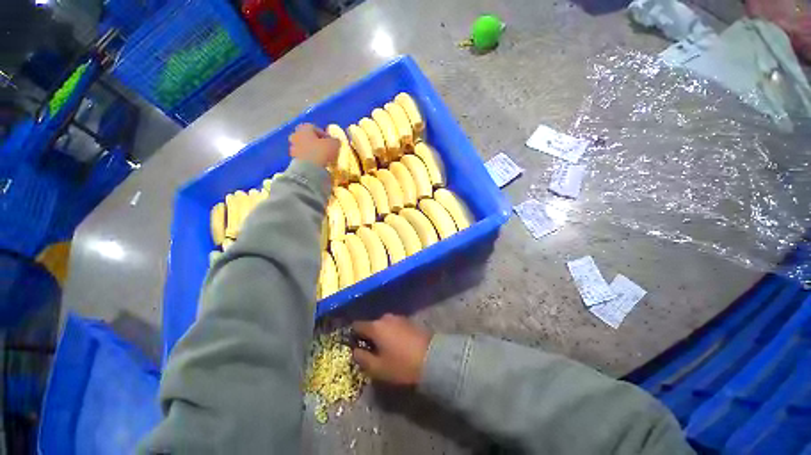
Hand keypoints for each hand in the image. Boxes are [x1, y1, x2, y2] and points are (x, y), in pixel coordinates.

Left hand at [288, 123, 339, 168]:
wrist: (309, 169)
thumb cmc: (321, 151)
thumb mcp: (333, 144)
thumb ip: (335, 140)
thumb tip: (335, 141)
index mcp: (304, 128)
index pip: (314, 127)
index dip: (323, 134)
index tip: (330, 141)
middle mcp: (296, 135)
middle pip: (306, 136)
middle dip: (314, 141)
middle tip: (323, 147)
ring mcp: (293, 147)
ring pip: (303, 146)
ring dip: (311, 150)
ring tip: (320, 157)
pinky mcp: (293, 159)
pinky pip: (302, 156)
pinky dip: (308, 158)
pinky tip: (316, 163)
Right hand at [352, 314, 431, 385]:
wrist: (431, 357)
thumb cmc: (401, 364)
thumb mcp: (378, 368)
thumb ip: (362, 358)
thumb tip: (355, 351)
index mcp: (376, 327)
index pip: (357, 325)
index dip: (353, 335)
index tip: (354, 345)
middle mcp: (386, 318)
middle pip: (372, 324)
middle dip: (369, 335)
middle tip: (371, 350)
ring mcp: (399, 317)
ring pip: (384, 325)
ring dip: (382, 334)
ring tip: (385, 349)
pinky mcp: (409, 320)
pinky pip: (394, 325)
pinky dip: (392, 333)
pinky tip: (397, 345)